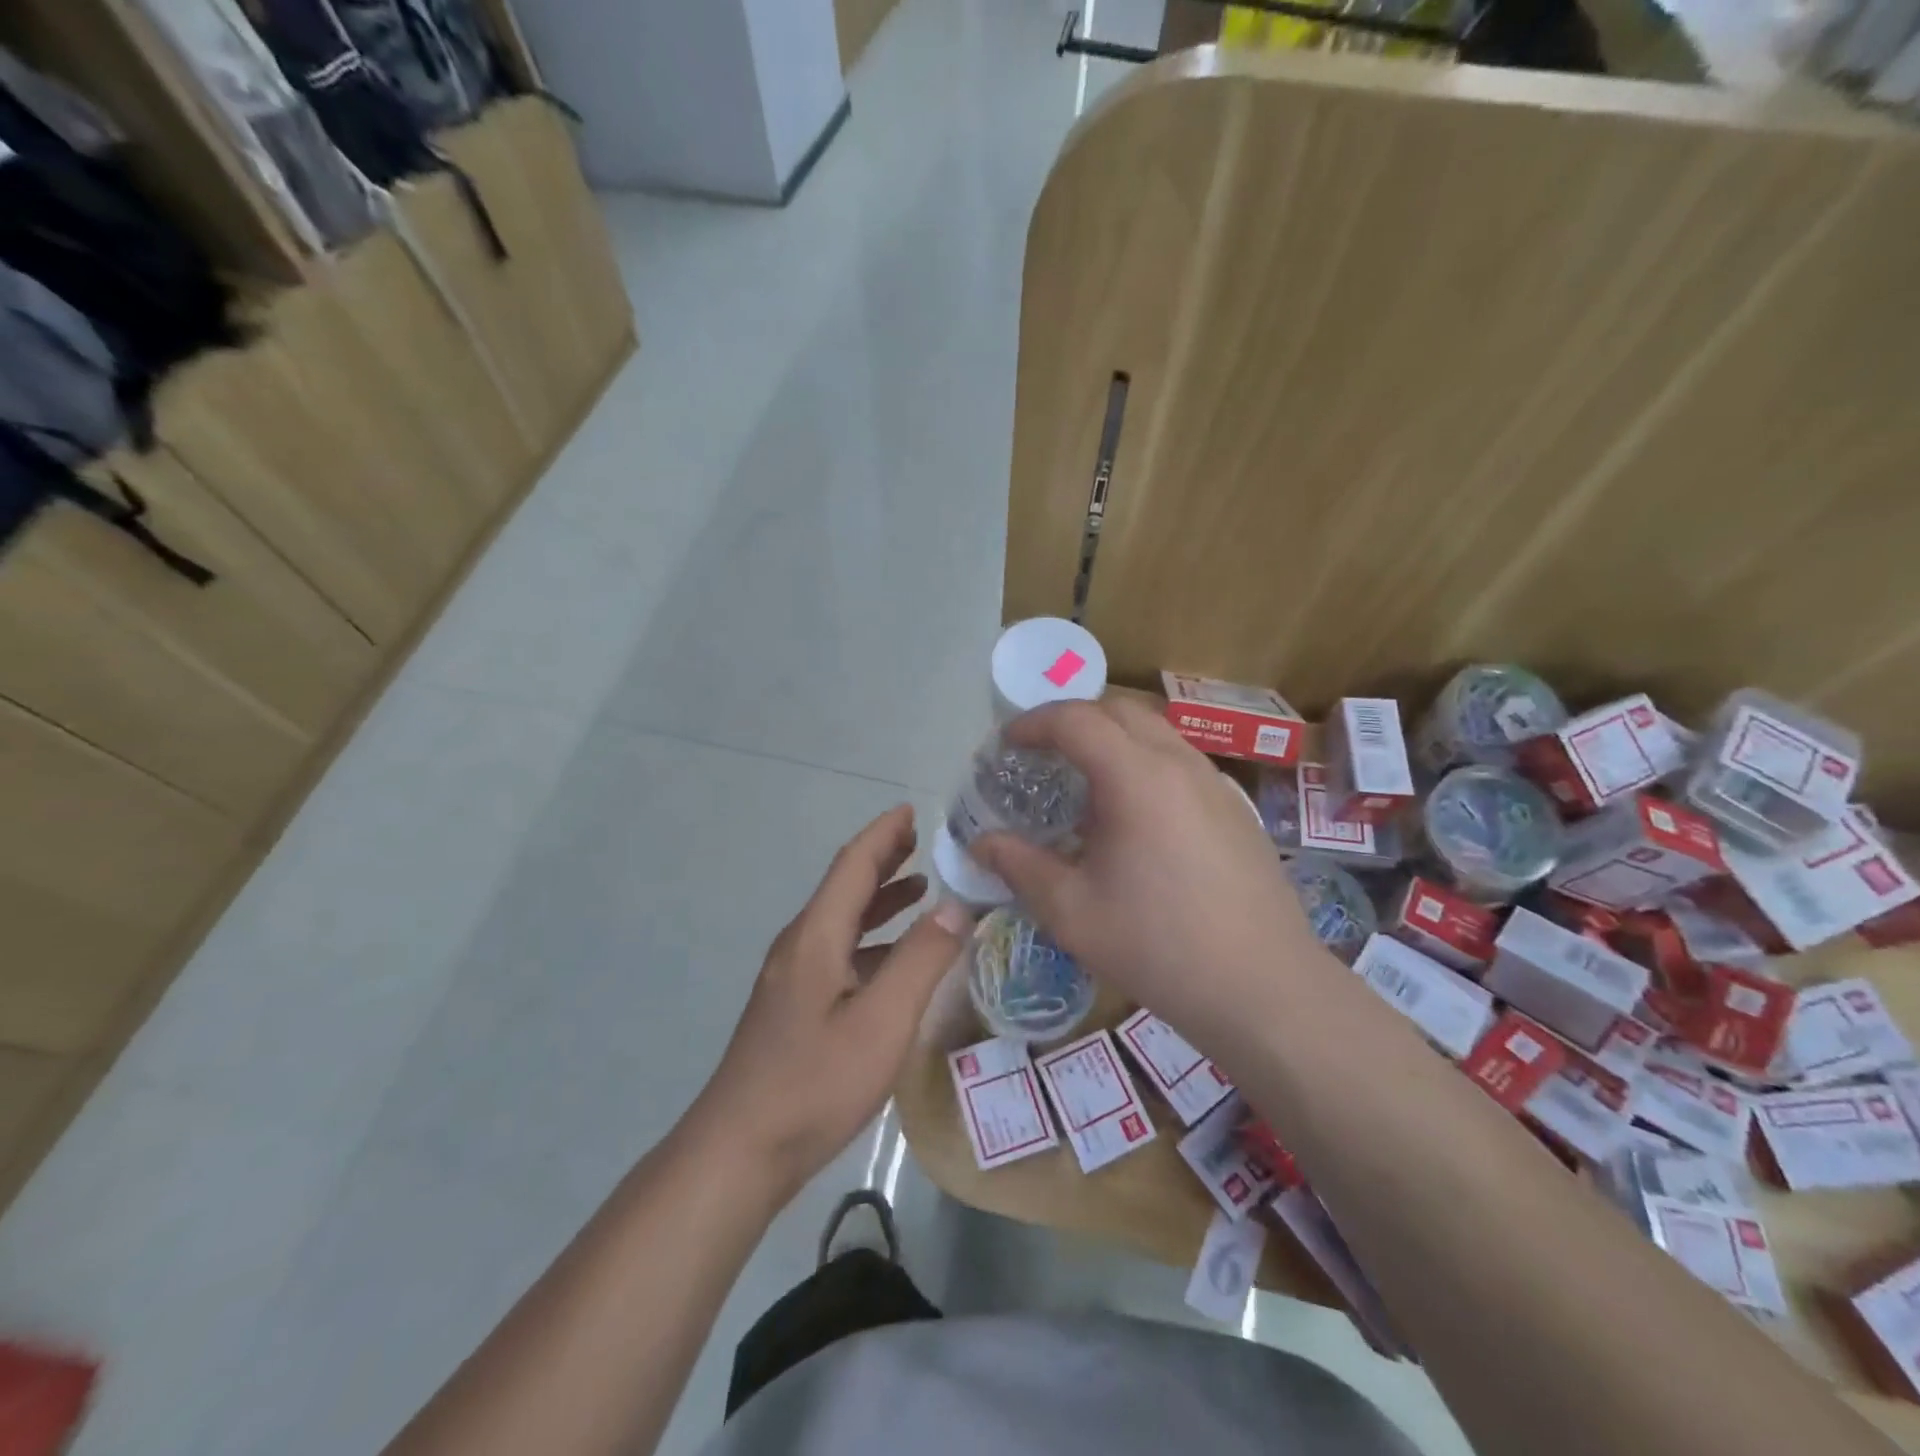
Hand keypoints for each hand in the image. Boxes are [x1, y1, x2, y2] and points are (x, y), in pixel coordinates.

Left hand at [690, 806, 971, 1201]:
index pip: (853, 866)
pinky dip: (872, 939)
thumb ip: (921, 960)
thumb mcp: (882, 1021)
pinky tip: (895, 959)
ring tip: (919, 889)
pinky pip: (840, 952)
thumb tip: (955, 905)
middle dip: (882, 860)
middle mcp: (801, 946)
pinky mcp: (795, 1007)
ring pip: (842, 921)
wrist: (739, 1151)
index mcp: (817, 936)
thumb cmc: (814, 1082)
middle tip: (922, 842)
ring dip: (879, 899)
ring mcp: (793, 978)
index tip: (912, 810)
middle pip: (844, 887)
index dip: (883, 835)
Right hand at [971, 699, 1330, 1048]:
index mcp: (1136, 778)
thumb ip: (1020, 867)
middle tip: (1042, 754)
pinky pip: (1179, 763)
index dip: (1035, 723)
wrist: (1264, 988)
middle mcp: (1179, 764)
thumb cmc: (1158, 946)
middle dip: (1074, 721)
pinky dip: (1143, 764)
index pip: (1077, 720)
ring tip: (1084, 785)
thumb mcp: (1072, 912)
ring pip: (1156, 733)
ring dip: (1112, 741)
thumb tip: (980, 844)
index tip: (1007, 744)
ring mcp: (1215, 784)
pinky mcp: (1235, 809)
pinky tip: (1133, 819)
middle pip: (1120, 711)